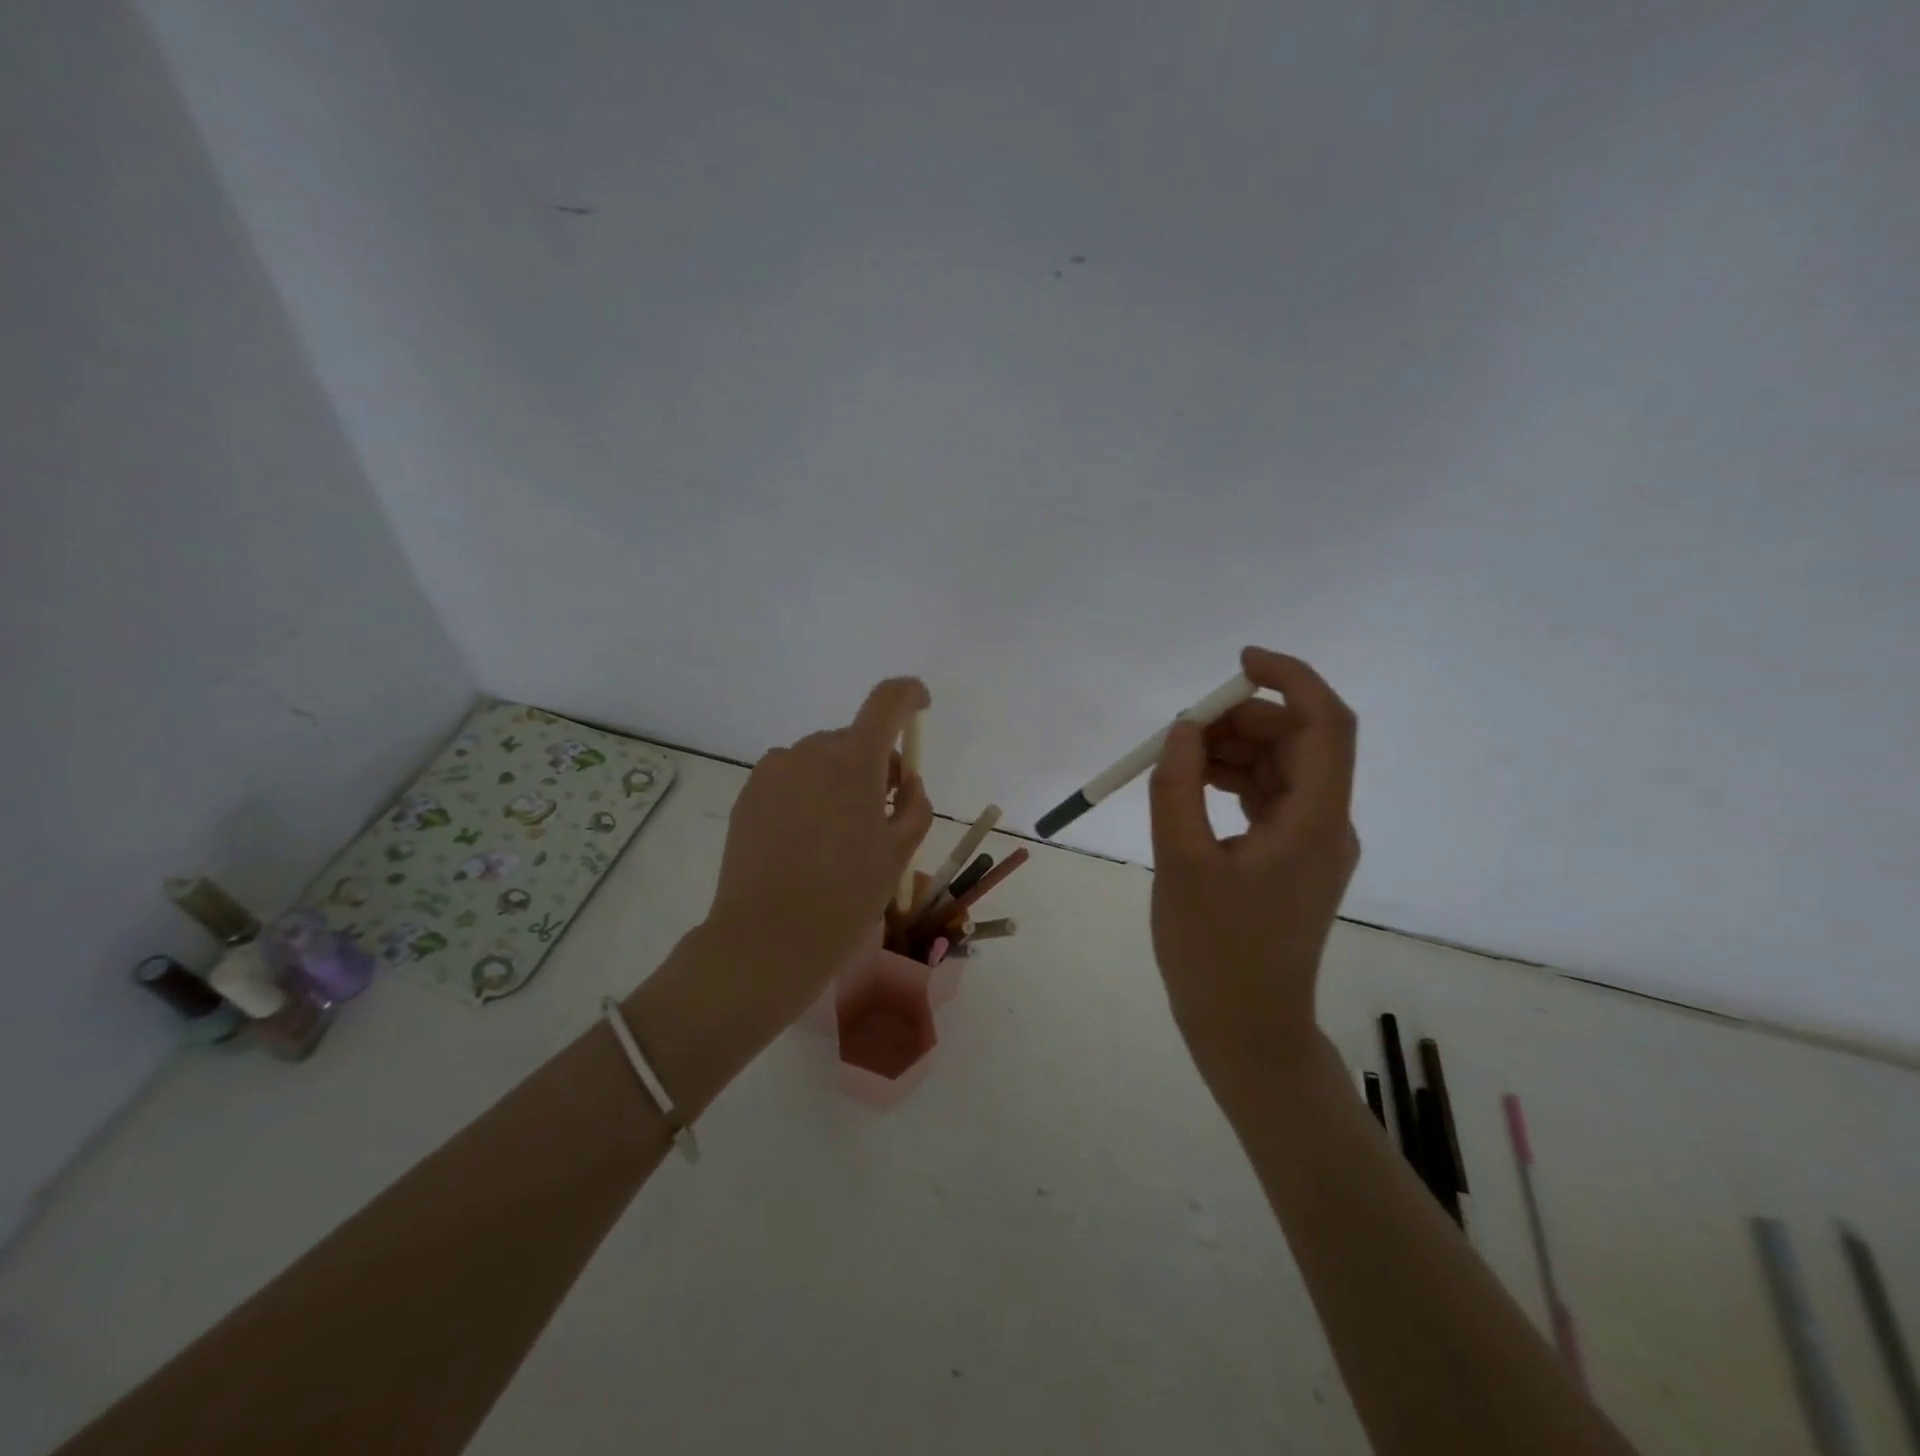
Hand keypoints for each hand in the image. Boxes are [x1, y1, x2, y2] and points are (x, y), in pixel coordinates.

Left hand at [705, 677, 933, 1025]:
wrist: (768, 937)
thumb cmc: (846, 896)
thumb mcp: (900, 854)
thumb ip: (915, 805)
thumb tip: (905, 783)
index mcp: (855, 760)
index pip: (887, 701)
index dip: (909, 695)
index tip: (920, 707)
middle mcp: (810, 751)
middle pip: (854, 739)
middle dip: (874, 765)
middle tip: (880, 815)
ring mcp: (774, 770)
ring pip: (820, 760)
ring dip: (837, 780)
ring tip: (836, 837)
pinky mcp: (749, 793)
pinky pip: (790, 778)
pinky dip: (806, 794)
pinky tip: (803, 841)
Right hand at [1148, 647, 1360, 1082]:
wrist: (1245, 1029)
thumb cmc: (1214, 952)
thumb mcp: (1182, 863)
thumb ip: (1178, 788)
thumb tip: (1184, 729)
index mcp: (1314, 822)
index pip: (1327, 725)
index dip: (1291, 679)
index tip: (1240, 662)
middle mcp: (1326, 824)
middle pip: (1299, 742)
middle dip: (1243, 719)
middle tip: (1182, 729)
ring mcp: (1311, 842)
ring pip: (1281, 768)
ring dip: (1232, 750)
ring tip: (1176, 760)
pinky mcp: (1290, 858)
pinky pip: (1267, 797)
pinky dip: (1232, 780)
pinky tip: (1192, 786)